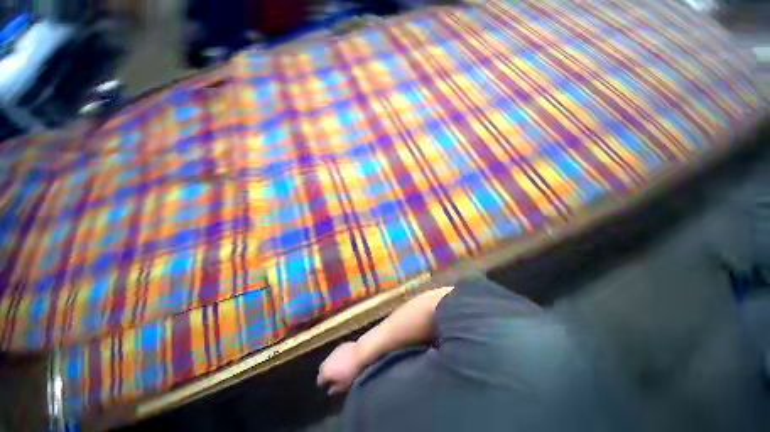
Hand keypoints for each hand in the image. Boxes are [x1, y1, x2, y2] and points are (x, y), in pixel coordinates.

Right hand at [317, 342, 363, 394]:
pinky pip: (335, 354)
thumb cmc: (353, 370)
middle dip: (325, 373)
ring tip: (339, 369)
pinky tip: (344, 360)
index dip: (323, 384)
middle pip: (322, 369)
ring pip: (329, 360)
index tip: (327, 387)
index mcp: (326, 371)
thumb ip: (336, 389)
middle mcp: (327, 360)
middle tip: (332, 378)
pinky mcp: (340, 346)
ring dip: (331, 365)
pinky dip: (337, 358)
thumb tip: (331, 391)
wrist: (360, 352)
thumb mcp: (345, 384)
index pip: (319, 380)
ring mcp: (334, 352)